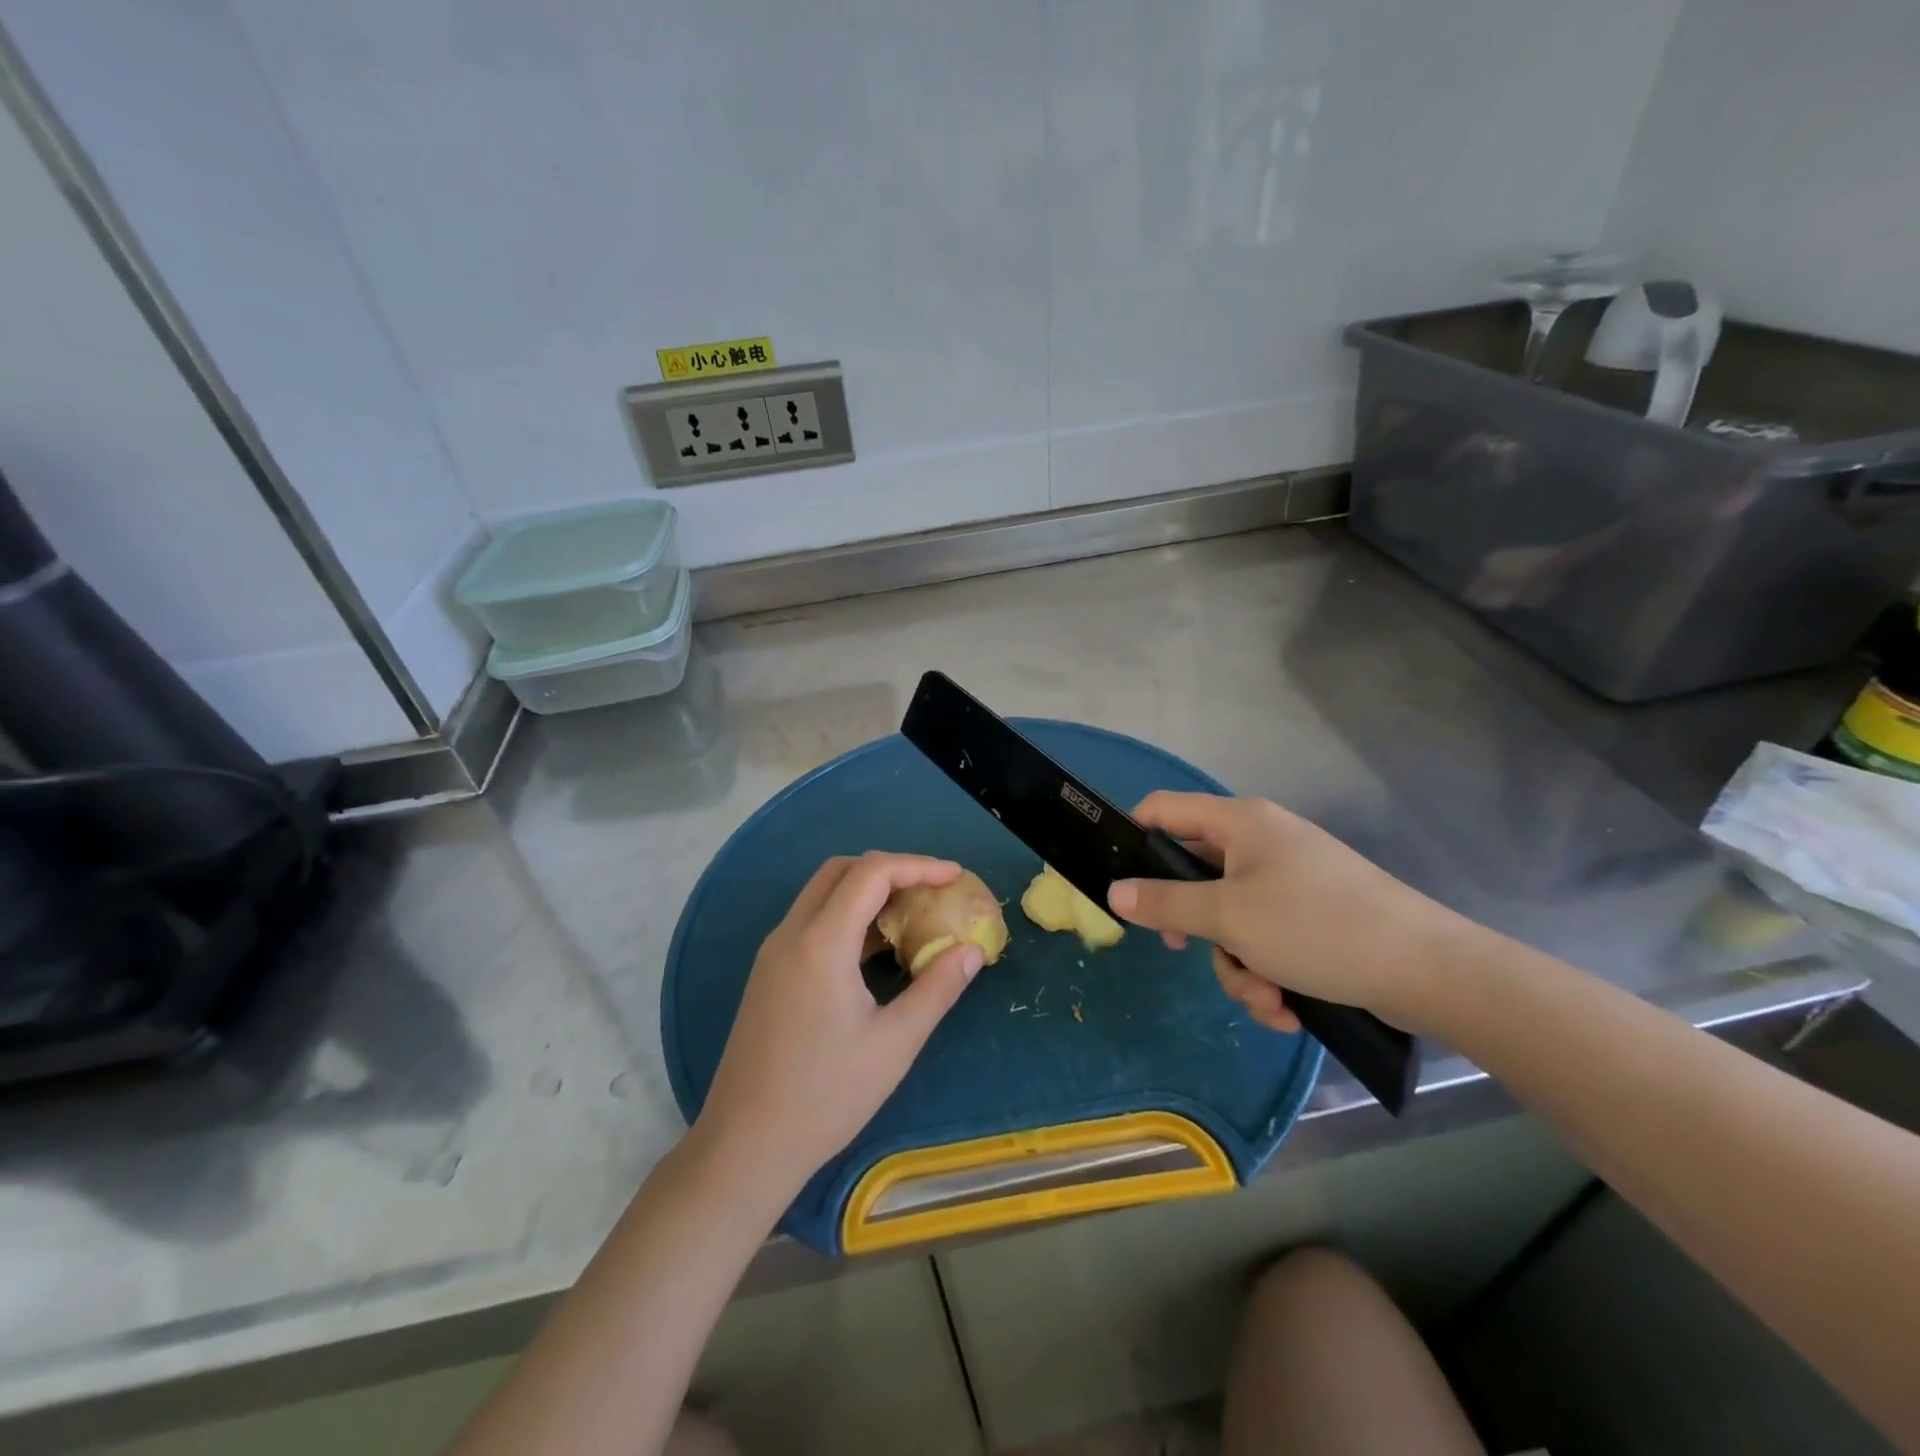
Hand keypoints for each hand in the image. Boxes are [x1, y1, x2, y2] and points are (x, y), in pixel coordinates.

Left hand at [693, 852, 985, 1200]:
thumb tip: (971, 951)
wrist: (745, 1146)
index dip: (918, 865)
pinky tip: (874, 948)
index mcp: (821, 942)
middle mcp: (791, 934)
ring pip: (822, 893)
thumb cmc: (825, 1096)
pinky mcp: (768, 973)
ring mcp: (773, 953)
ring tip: (910, 914)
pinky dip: (846, 915)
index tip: (954, 876)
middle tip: (931, 890)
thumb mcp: (894, 1044)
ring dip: (866, 891)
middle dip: (891, 869)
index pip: (871, 872)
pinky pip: (811, 921)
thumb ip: (937, 989)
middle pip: (841, 871)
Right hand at [1106, 793, 1470, 1036]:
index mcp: (1240, 823)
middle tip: (1184, 951)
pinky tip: (1287, 1008)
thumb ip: (1165, 903)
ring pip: (1230, 918)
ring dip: (1237, 966)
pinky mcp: (1313, 916)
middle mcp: (1262, 842)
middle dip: (1195, 928)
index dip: (1134, 837)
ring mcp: (1290, 880)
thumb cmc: (1316, 927)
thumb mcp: (1229, 918)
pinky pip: (1265, 939)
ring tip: (1266, 998)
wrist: (1429, 970)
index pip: (1164, 809)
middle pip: (1195, 875)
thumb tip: (1114, 893)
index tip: (1122, 884)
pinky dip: (1267, 973)